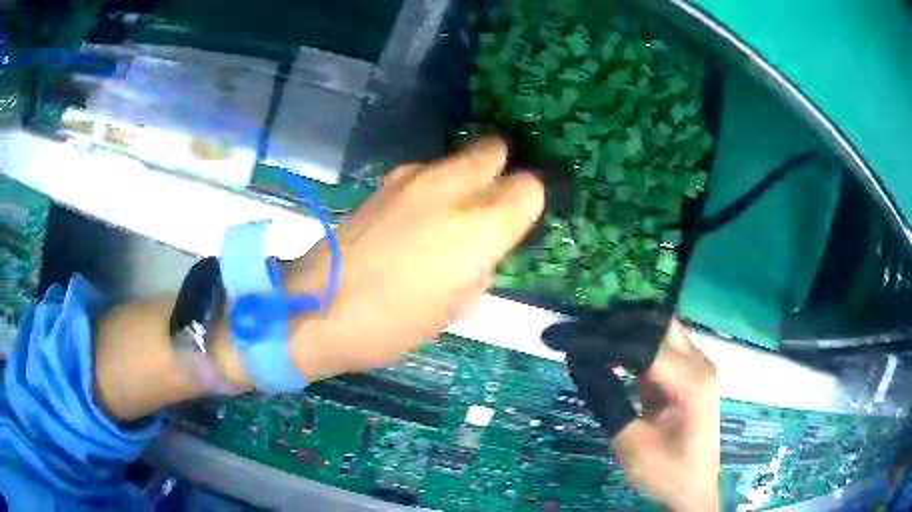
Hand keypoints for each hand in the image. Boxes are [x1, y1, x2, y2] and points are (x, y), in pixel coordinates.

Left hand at [282, 138, 544, 381]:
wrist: (317, 307)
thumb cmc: (393, 324)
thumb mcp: (453, 309)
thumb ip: (480, 270)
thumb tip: (482, 254)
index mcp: (480, 228)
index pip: (530, 188)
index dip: (526, 206)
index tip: (514, 227)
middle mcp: (452, 189)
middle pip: (494, 150)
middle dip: (499, 172)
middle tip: (489, 206)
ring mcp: (413, 178)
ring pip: (458, 157)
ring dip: (465, 179)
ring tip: (448, 217)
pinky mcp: (385, 182)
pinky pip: (426, 172)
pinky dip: (433, 187)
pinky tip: (414, 219)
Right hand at [543, 307, 719, 511]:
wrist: (693, 489)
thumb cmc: (668, 473)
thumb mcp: (633, 445)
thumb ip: (608, 402)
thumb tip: (576, 361)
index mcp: (692, 382)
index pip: (642, 346)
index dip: (600, 340)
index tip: (561, 339)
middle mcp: (698, 364)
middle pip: (656, 324)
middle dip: (613, 324)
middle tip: (574, 332)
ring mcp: (695, 367)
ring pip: (657, 329)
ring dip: (622, 331)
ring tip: (584, 338)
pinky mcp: (685, 374)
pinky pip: (657, 347)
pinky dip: (629, 346)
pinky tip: (605, 352)